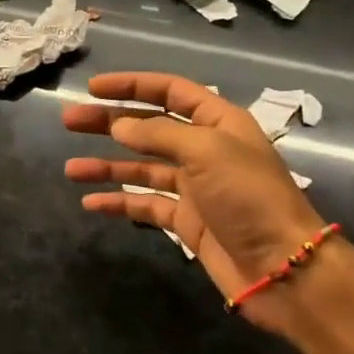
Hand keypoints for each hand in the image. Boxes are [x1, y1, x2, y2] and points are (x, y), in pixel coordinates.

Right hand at [62, 72, 325, 330]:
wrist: (283, 268)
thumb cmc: (249, 197)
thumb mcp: (206, 152)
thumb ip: (159, 135)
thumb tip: (119, 126)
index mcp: (218, 122)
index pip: (170, 91)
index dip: (131, 85)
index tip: (93, 88)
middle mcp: (205, 149)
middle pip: (149, 128)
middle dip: (109, 122)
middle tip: (69, 121)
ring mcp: (195, 187)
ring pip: (142, 167)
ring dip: (107, 165)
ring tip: (71, 168)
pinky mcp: (187, 221)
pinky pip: (146, 204)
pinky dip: (119, 202)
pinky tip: (92, 202)